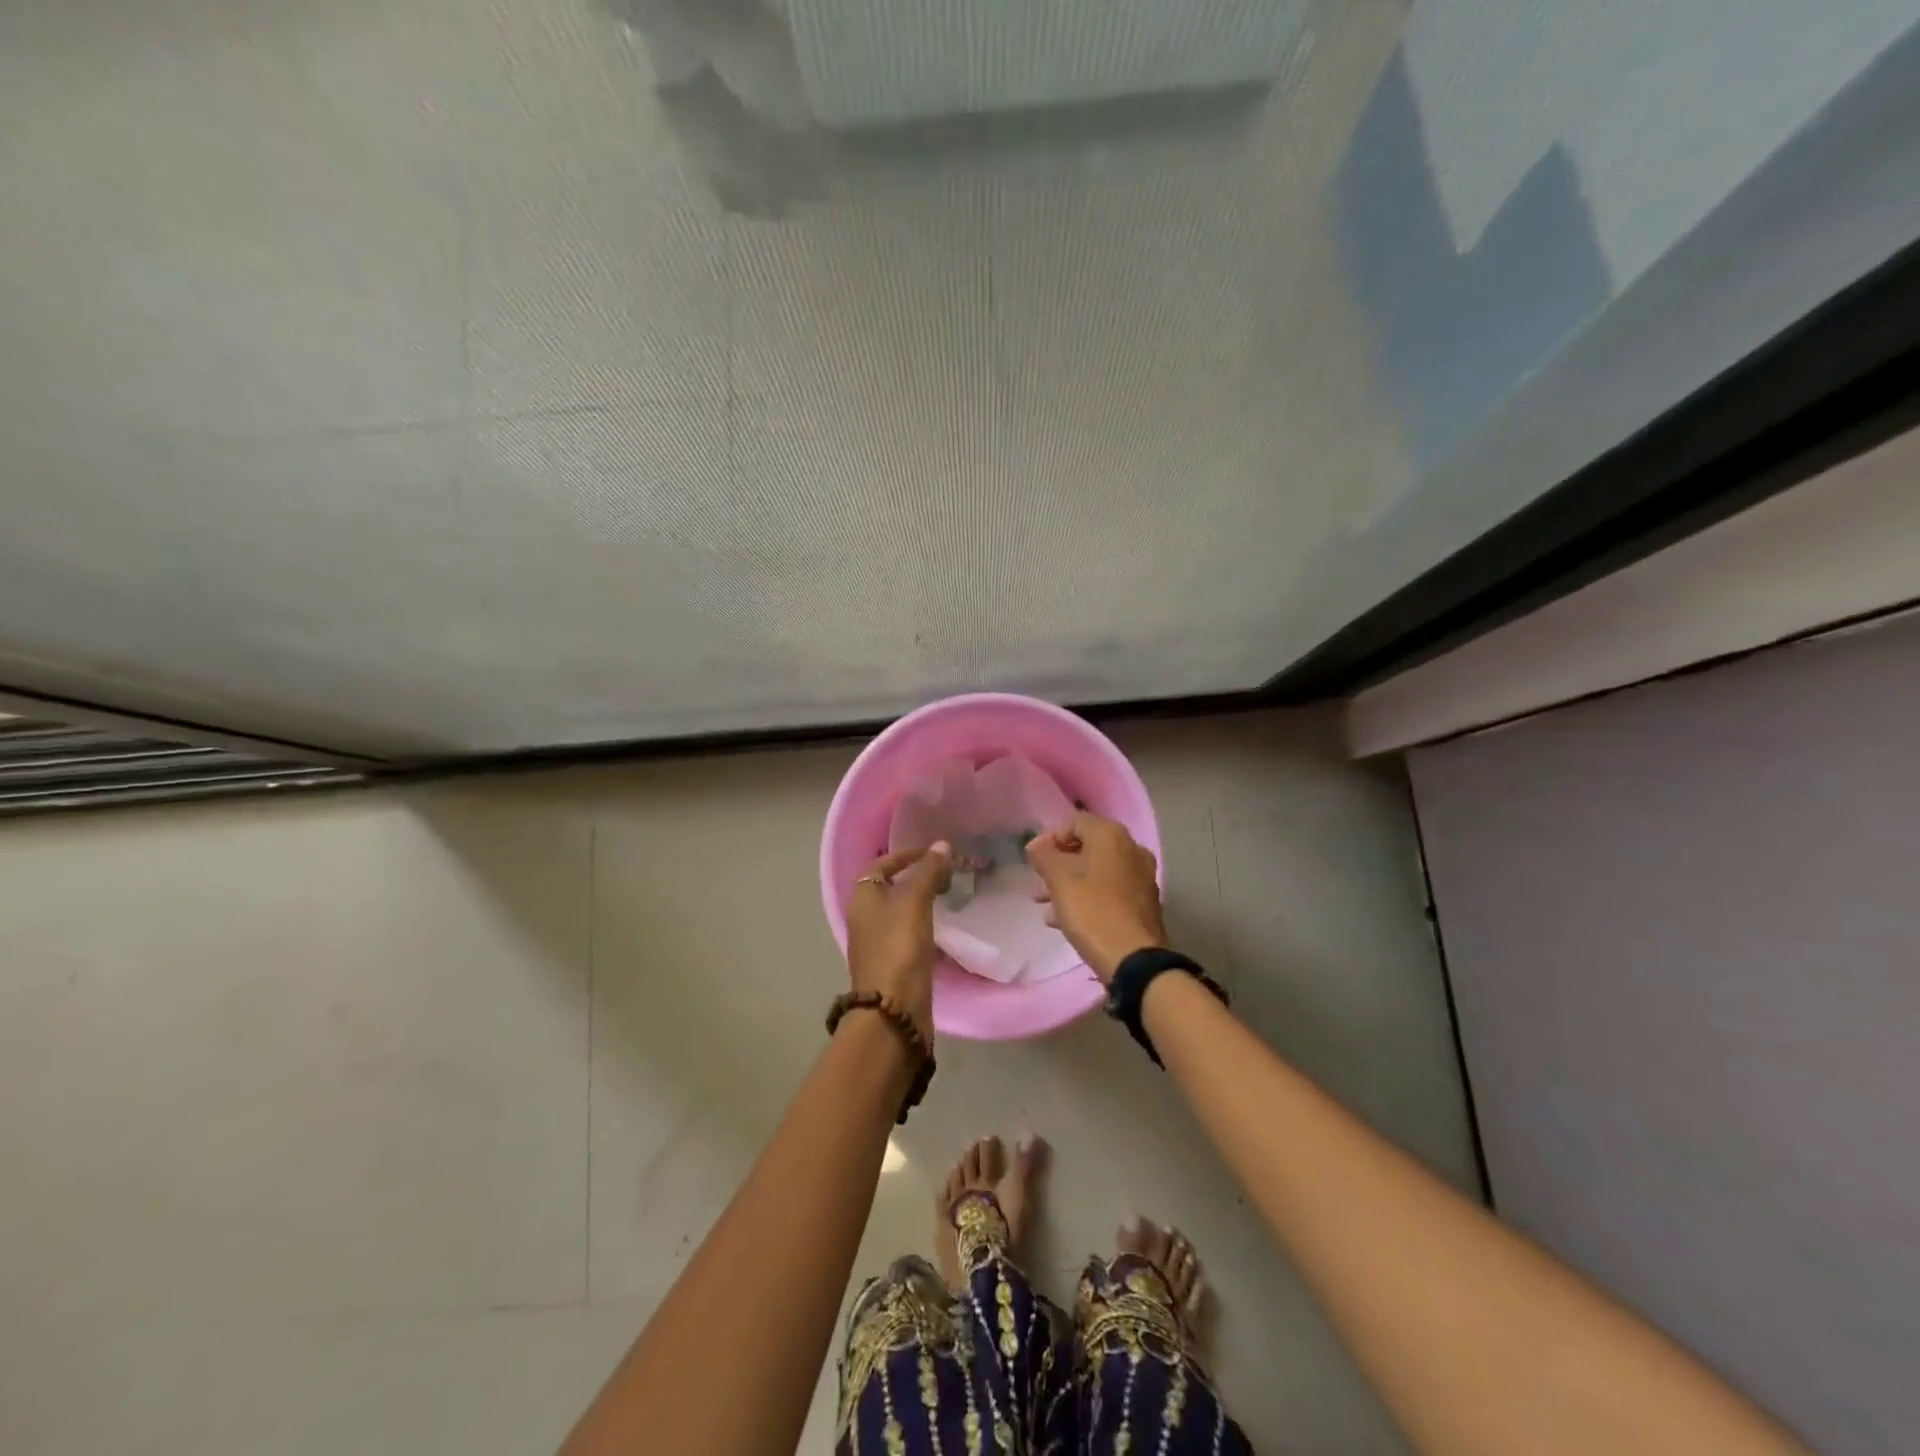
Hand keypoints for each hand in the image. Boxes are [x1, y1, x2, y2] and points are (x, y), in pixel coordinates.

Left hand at [845, 843, 951, 1039]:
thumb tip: (942, 845)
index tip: (935, 853)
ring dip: (921, 901)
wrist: (893, 1011)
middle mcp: (864, 917)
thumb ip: (928, 872)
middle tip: (946, 874)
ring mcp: (877, 943)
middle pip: (890, 886)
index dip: (907, 854)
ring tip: (948, 896)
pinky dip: (924, 924)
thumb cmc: (899, 948)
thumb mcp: (915, 902)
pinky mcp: (892, 964)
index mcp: (863, 897)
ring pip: (899, 911)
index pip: (882, 863)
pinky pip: (908, 933)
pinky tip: (943, 928)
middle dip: (917, 877)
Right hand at [1025, 811, 1166, 983]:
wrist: (1133, 958)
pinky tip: (1066, 919)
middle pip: (1087, 847)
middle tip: (1039, 882)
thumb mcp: (1058, 879)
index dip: (1049, 838)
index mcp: (1112, 835)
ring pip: (1097, 871)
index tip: (1033, 860)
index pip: (1074, 822)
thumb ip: (1043, 855)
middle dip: (1059, 864)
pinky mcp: (1144, 903)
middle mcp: (1132, 849)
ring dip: (1070, 883)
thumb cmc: (1091, 910)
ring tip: (1046, 904)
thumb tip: (1036, 844)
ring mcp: (1141, 876)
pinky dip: (1088, 897)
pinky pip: (1109, 891)